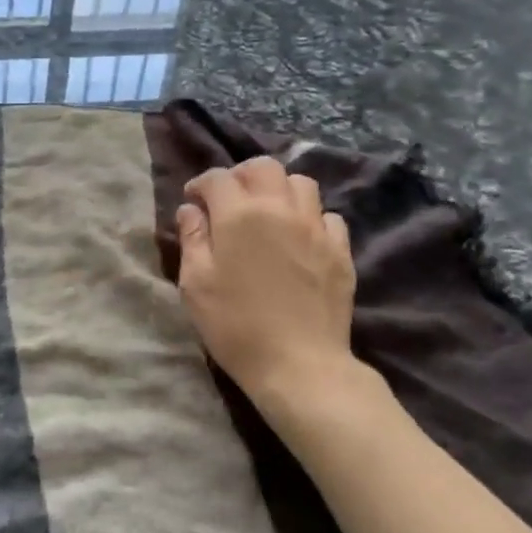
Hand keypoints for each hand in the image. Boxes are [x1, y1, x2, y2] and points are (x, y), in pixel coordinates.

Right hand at [176, 158, 375, 411]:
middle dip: (242, 175)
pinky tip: (300, 238)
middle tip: (230, 199)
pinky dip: (310, 217)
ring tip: (268, 212)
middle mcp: (280, 208)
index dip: (201, 185)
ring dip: (279, 189)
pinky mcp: (340, 250)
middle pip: (263, 167)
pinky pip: (328, 216)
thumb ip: (192, 238)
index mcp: (239, 214)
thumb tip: (191, 209)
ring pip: (301, 183)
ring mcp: (315, 227)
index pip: (217, 178)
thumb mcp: (195, 284)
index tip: (193, 201)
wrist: (299, 365)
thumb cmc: (236, 326)